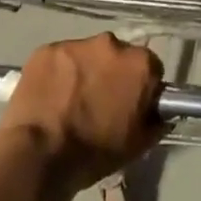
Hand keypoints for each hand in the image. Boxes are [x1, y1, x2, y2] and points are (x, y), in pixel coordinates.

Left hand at [0, 34, 164, 198]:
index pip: (149, 68)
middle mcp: (111, 43)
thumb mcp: (138, 145)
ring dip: (84, 71)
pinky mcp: (46, 49)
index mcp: (140, 63)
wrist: (39, 157)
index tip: (129, 105)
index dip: (140, 87)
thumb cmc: (94, 153)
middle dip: (111, 74)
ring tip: (69, 101)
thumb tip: (162, 113)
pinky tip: (49, 97)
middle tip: (98, 103)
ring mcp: (76, 44)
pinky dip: (57, 73)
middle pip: (117, 55)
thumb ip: (156, 121)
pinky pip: (58, 59)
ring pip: (86, 55)